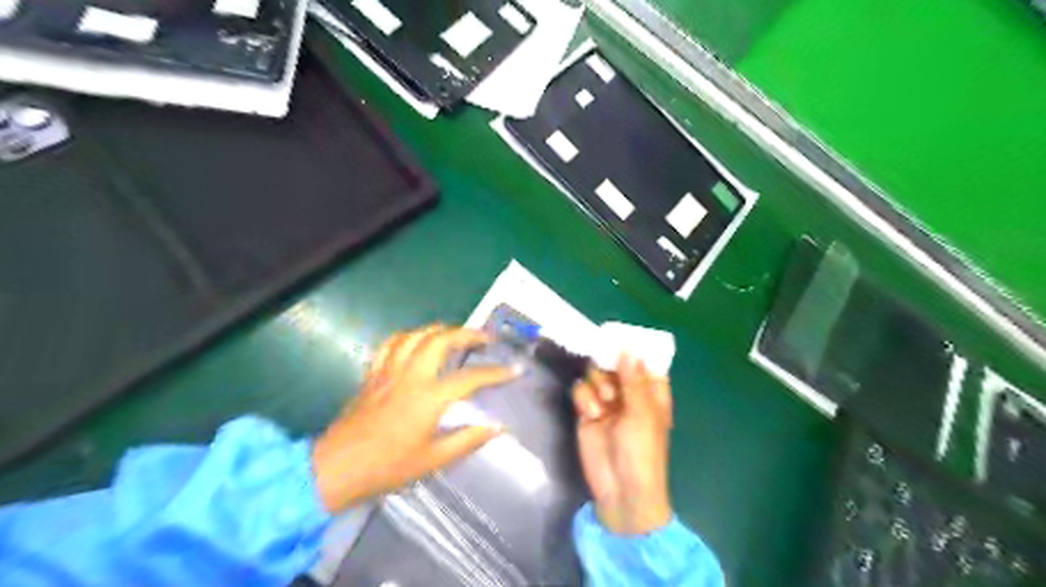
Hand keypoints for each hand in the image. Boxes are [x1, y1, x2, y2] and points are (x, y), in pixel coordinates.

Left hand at [313, 325, 517, 513]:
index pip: (470, 377)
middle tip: (484, 338)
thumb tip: (497, 428)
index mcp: (429, 397)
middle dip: (467, 333)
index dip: (496, 373)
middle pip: (441, 339)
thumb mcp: (433, 460)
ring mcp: (389, 371)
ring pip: (416, 335)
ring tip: (455, 334)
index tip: (514, 370)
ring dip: (439, 329)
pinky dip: (409, 336)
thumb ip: (468, 440)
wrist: (336, 468)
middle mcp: (411, 376)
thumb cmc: (387, 467)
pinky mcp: (373, 374)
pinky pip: (391, 344)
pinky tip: (417, 341)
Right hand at [571, 356, 668, 532]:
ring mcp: (606, 402)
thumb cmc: (642, 452)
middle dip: (610, 366)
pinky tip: (591, 414)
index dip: (634, 349)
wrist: (620, 490)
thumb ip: (633, 379)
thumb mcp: (642, 414)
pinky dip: (585, 399)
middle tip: (609, 366)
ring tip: (605, 402)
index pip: (644, 362)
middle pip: (615, 364)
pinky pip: (581, 391)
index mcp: (651, 393)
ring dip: (598, 384)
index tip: (620, 336)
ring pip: (596, 375)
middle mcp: (628, 393)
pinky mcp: (586, 412)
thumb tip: (628, 348)